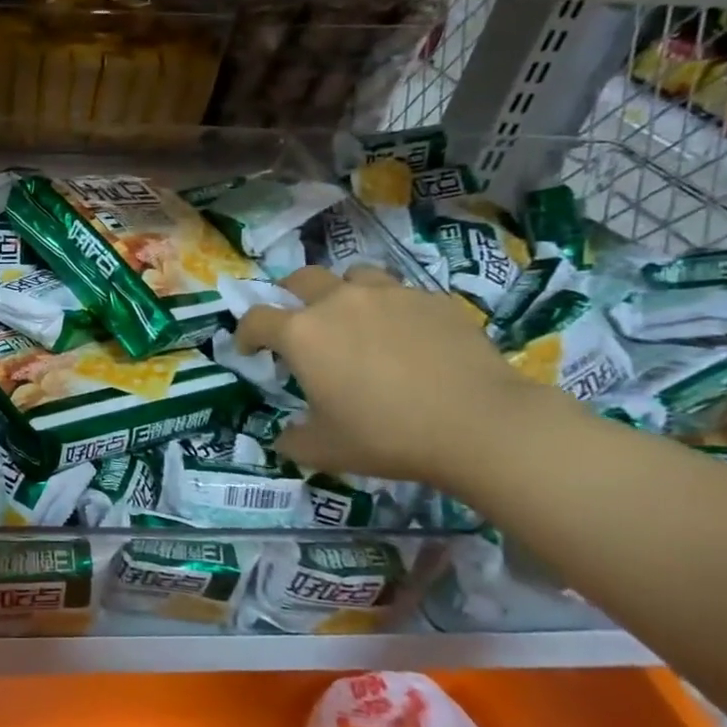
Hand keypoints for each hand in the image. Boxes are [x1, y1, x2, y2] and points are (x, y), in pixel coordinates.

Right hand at [233, 265, 550, 486]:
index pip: (255, 319)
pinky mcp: (432, 299)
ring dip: (342, 292)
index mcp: (302, 334)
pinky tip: (405, 335)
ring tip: (353, 319)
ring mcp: (388, 294)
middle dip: (289, 297)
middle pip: (300, 279)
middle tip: (297, 323)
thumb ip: (293, 440)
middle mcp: (338, 301)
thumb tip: (284, 437)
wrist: (480, 424)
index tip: (249, 350)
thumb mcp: (326, 450)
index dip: (245, 334)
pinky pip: (400, 293)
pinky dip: (390, 308)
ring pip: (353, 275)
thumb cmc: (387, 435)